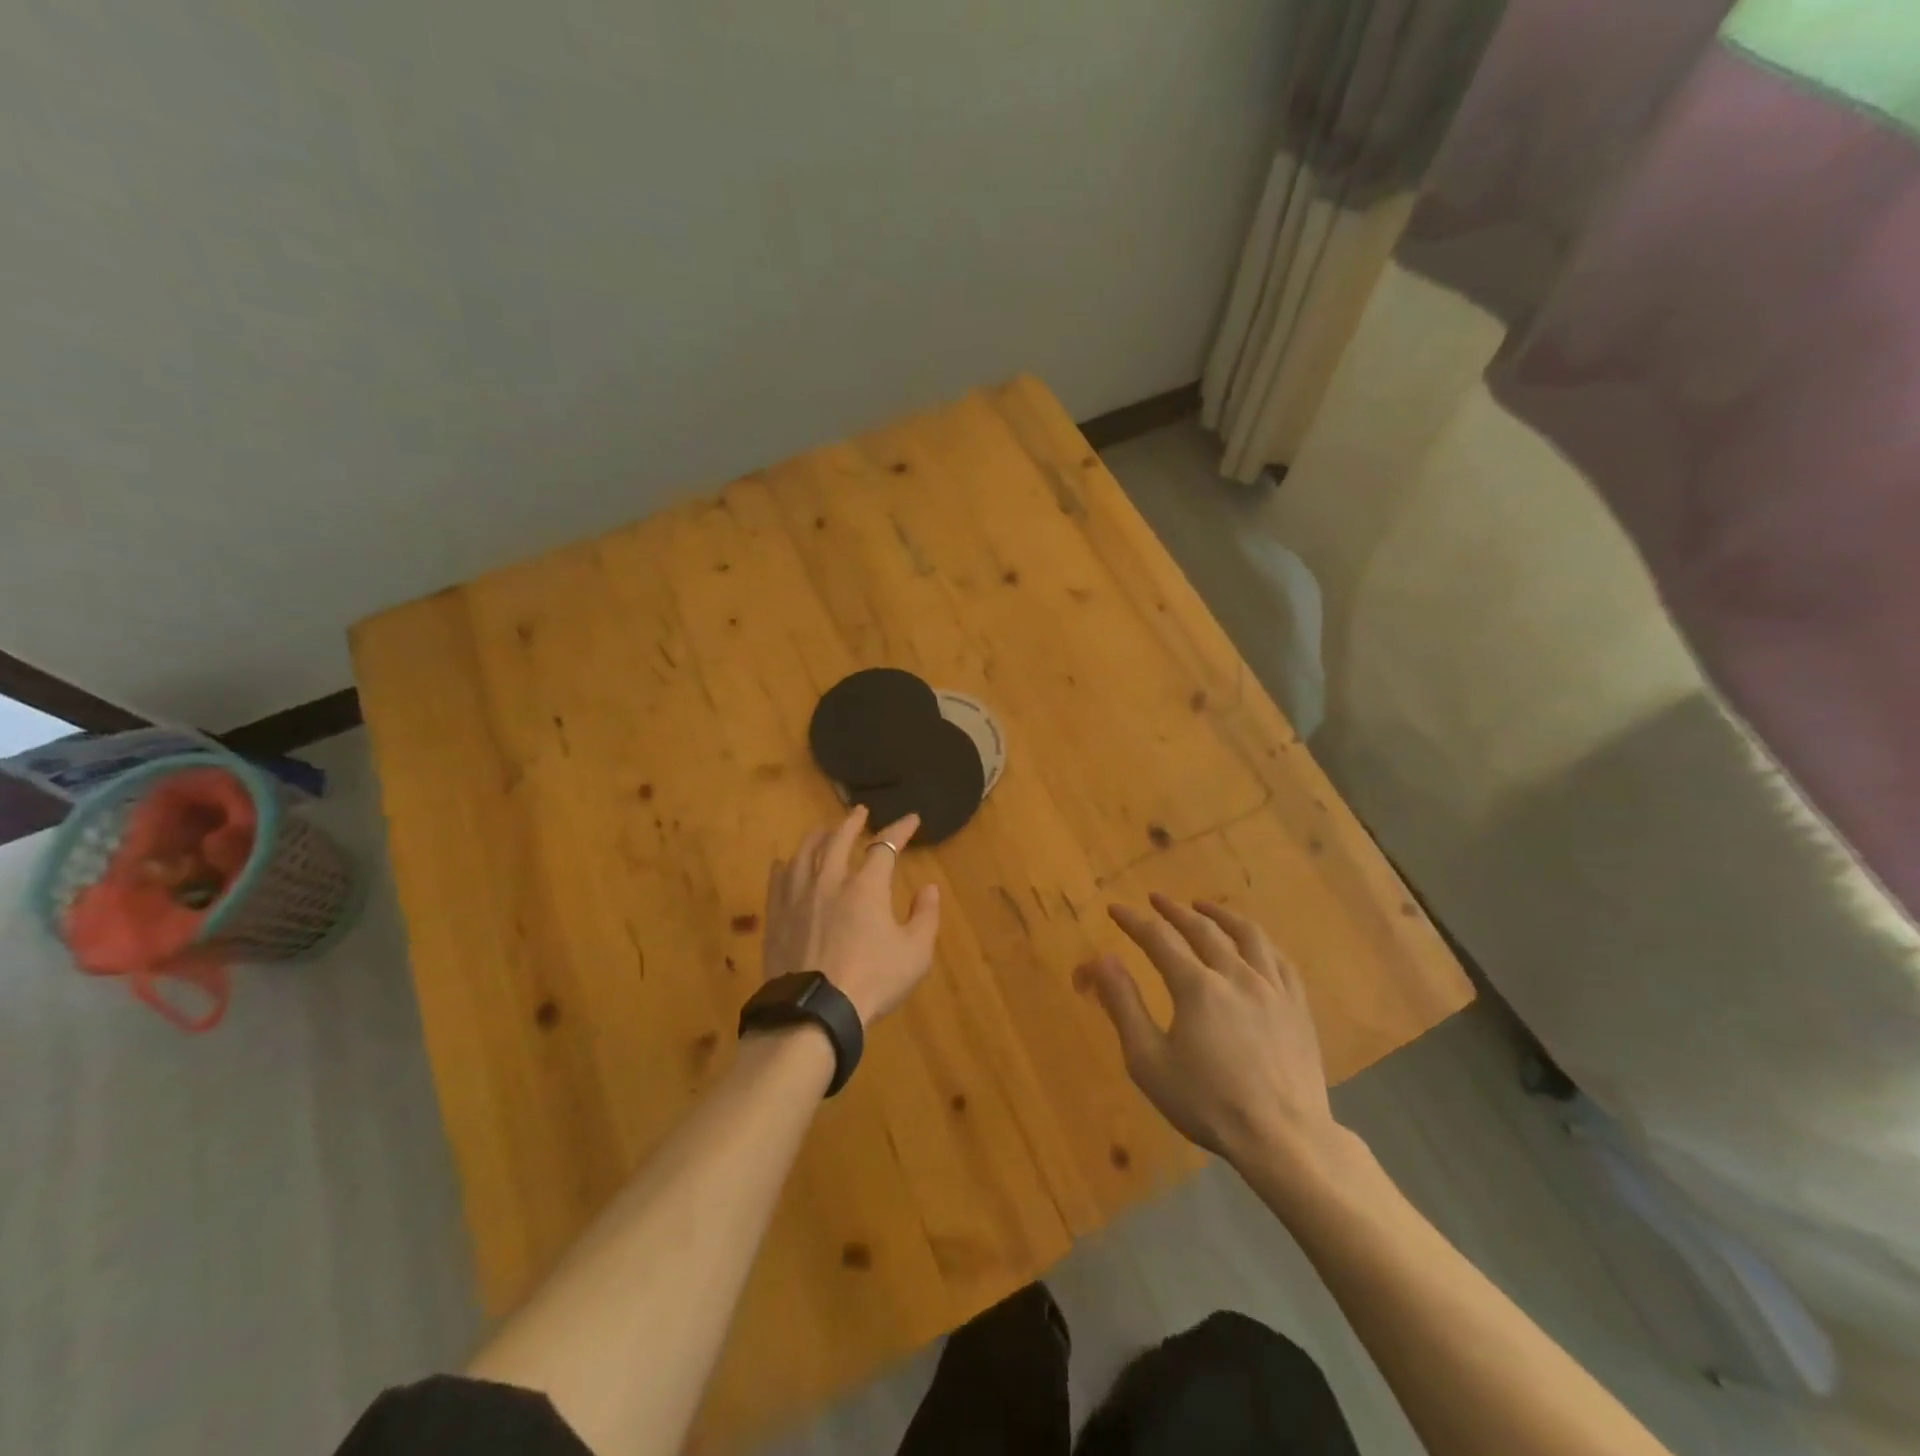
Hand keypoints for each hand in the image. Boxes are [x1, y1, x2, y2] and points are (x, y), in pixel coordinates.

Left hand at [763, 806, 940, 1025]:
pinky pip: (778, 880)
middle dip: (852, 822)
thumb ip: (925, 916)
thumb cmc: (872, 980)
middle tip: (859, 811)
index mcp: (866, 886)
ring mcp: (798, 897)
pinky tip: (785, 863)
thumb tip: (929, 887)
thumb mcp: (915, 953)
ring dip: (817, 837)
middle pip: (838, 839)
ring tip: (822, 830)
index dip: (900, 829)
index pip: (885, 846)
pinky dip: (785, 866)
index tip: (911, 819)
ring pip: (805, 853)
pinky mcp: (776, 916)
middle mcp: (830, 881)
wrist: (815, 1010)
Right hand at [1079, 893, 1343, 1176]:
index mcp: (1196, 986)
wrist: (1284, 1139)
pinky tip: (1253, 943)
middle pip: (1202, 928)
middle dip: (1174, 910)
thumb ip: (1123, 1005)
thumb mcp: (1148, 1061)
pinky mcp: (1298, 1006)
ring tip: (1204, 906)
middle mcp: (1236, 974)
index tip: (1115, 909)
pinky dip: (1259, 942)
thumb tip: (1101, 960)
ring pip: (1247, 935)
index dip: (1133, 921)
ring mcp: (1272, 988)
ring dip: (1220, 915)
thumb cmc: (1208, 1103)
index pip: (1158, 938)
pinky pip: (1279, 959)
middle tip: (1156, 899)